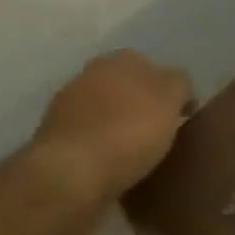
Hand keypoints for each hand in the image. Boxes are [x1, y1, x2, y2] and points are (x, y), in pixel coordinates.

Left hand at [28, 50, 194, 227]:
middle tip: (162, 131)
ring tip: (139, 152)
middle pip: (126, 88)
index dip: (170, 89)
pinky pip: (90, 138)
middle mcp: (89, 75)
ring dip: (120, 126)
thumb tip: (175, 86)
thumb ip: (179, 83)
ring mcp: (65, 107)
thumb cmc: (130, 130)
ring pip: (106, 112)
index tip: (181, 114)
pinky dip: (102, 147)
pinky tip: (115, 164)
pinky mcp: (53, 140)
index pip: (153, 67)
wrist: (70, 174)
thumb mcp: (172, 98)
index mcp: (119, 60)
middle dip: (141, 104)